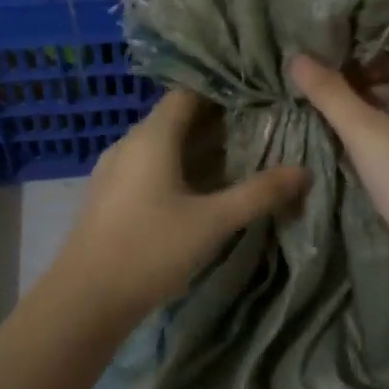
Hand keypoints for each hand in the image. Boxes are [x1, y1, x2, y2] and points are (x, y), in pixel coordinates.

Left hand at [44, 88, 307, 329]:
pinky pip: (148, 166)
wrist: (85, 299)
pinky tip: (198, 189)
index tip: (257, 94)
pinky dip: (176, 167)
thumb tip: (303, 172)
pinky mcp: (109, 195)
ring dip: (196, 146)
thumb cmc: (150, 249)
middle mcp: (129, 143)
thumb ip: (259, 194)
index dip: (222, 90)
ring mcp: (114, 170)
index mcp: (152, 136)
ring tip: (236, 155)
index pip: (188, 93)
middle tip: (258, 125)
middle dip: (216, 120)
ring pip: (161, 144)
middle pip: (175, 117)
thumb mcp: (212, 222)